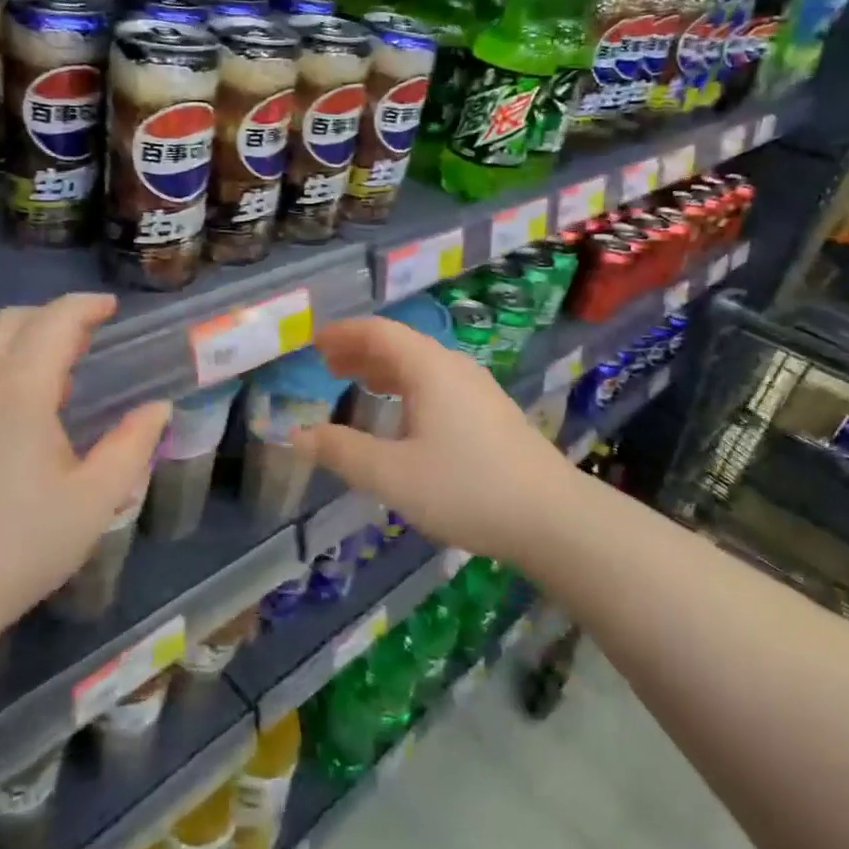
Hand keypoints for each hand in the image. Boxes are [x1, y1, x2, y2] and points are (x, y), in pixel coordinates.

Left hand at [0, 294, 168, 628]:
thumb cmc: (20, 545)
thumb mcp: (96, 499)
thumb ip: (132, 444)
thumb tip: (157, 408)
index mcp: (19, 391)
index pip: (53, 322)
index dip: (84, 307)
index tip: (109, 309)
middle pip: (6, 322)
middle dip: (47, 317)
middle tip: (82, 340)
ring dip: (15, 346)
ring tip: (48, 382)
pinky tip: (2, 424)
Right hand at [295, 317, 577, 566]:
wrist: (551, 516)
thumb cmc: (465, 488)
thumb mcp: (392, 475)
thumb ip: (342, 452)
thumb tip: (297, 435)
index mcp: (429, 368)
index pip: (378, 332)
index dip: (342, 334)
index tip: (313, 344)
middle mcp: (454, 367)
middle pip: (400, 344)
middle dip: (359, 351)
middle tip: (327, 366)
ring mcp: (478, 388)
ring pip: (421, 365)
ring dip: (384, 369)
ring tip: (356, 384)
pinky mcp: (491, 412)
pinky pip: (437, 384)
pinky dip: (406, 387)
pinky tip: (402, 416)